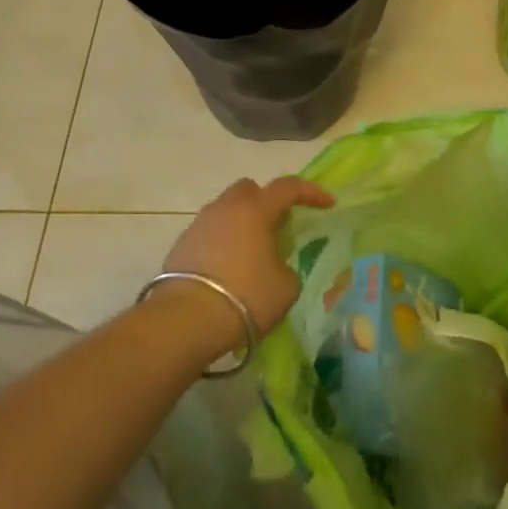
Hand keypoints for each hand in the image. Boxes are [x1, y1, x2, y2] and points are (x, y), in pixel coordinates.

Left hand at [161, 177, 334, 347]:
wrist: (186, 321)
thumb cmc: (246, 297)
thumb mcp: (286, 286)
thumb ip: (286, 266)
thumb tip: (275, 265)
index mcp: (255, 210)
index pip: (288, 187)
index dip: (311, 192)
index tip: (328, 204)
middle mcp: (225, 209)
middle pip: (249, 190)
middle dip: (266, 201)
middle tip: (279, 225)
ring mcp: (198, 226)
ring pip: (225, 211)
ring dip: (242, 224)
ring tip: (253, 253)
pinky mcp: (180, 247)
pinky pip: (209, 234)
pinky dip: (222, 243)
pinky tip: (229, 269)